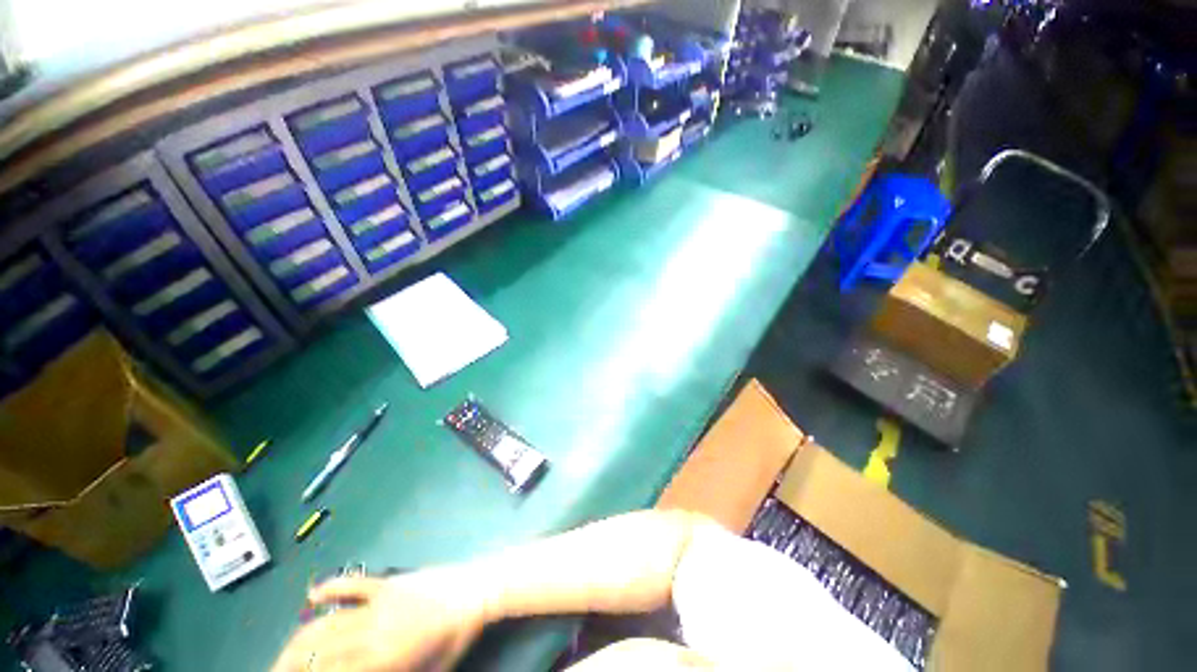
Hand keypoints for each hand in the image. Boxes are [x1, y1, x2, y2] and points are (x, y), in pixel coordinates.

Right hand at [271, 567, 489, 671]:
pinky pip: (353, 584)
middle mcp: (372, 633)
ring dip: (298, 639)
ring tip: (282, 656)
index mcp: (384, 660)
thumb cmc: (457, 637)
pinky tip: (313, 593)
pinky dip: (331, 587)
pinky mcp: (388, 582)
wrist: (478, 590)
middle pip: (318, 653)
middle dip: (290, 668)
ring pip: (326, 623)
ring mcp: (378, 603)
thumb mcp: (431, 671)